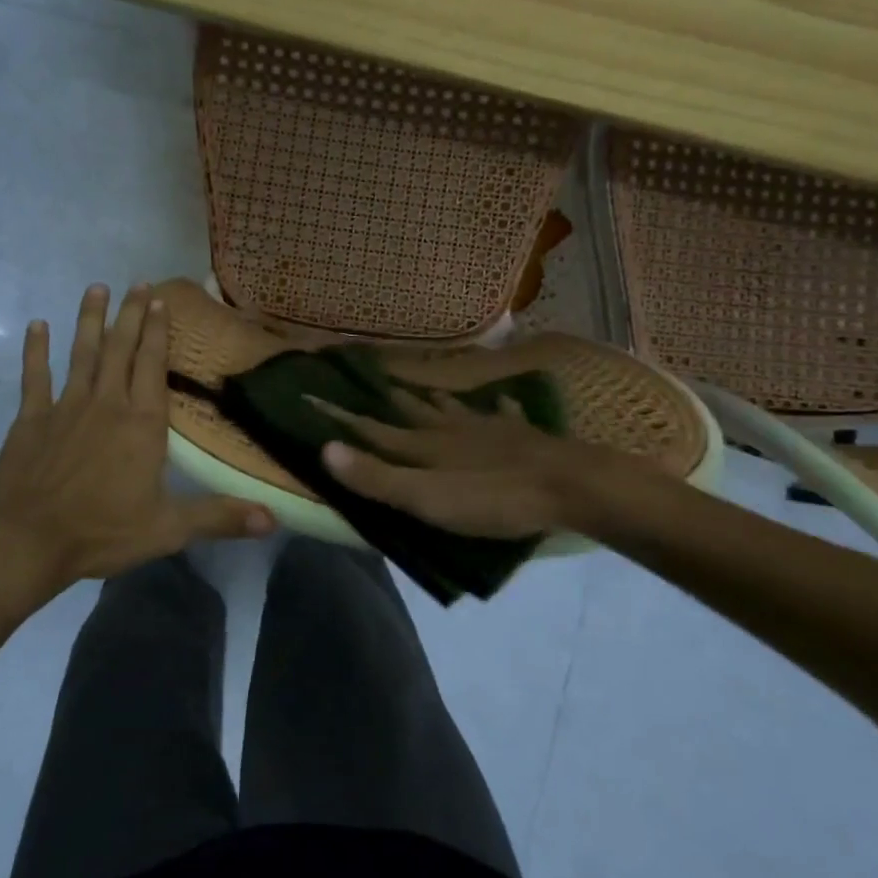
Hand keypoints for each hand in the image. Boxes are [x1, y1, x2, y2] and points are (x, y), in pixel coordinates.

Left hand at [0, 283, 273, 599]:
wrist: (26, 541)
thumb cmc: (101, 532)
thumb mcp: (168, 529)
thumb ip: (220, 517)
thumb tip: (273, 519)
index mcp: (141, 423)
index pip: (153, 365)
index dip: (158, 332)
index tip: (161, 301)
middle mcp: (106, 403)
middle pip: (120, 348)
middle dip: (131, 314)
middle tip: (138, 283)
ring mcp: (66, 406)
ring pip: (81, 352)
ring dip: (90, 319)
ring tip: (96, 288)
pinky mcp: (31, 418)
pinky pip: (34, 375)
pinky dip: (35, 349)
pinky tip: (37, 325)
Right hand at [317, 388, 628, 538]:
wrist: (565, 485)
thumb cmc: (491, 498)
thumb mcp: (426, 498)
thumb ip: (378, 478)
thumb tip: (325, 449)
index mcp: (423, 447)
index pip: (372, 429)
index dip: (340, 418)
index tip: (312, 396)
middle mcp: (448, 430)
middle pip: (410, 412)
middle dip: (385, 399)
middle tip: (367, 378)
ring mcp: (486, 429)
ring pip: (450, 409)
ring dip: (432, 399)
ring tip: (420, 388)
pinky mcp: (519, 434)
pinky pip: (501, 413)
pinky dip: (496, 407)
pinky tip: (500, 400)